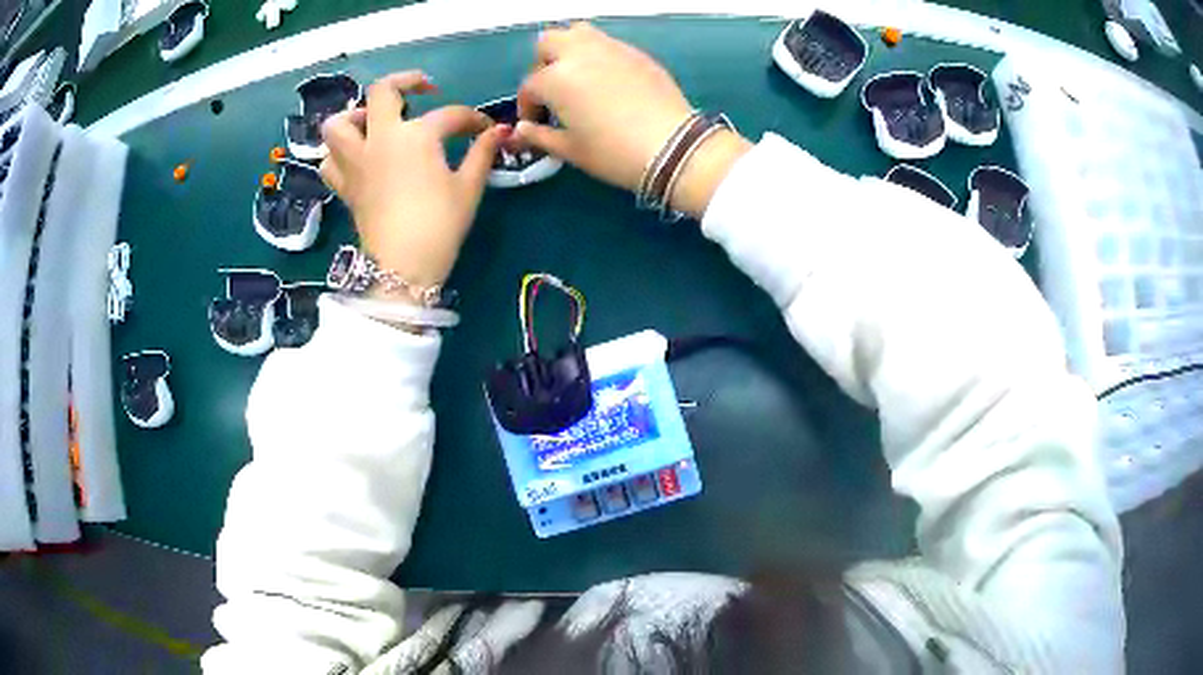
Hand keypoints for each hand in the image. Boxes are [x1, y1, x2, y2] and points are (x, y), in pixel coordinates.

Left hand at [320, 71, 507, 291]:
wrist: (401, 268)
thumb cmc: (439, 225)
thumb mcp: (468, 187)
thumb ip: (483, 153)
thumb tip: (500, 131)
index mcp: (416, 136)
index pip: (449, 115)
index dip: (472, 119)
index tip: (485, 129)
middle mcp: (380, 139)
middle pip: (381, 91)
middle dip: (405, 81)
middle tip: (422, 90)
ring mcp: (356, 161)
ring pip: (337, 124)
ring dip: (355, 116)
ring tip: (373, 123)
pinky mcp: (345, 186)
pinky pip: (329, 161)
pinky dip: (339, 154)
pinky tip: (356, 157)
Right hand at [515, 23, 749, 217]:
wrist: (672, 147)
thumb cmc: (613, 152)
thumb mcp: (570, 150)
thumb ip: (540, 136)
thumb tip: (522, 131)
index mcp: (555, 78)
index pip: (530, 86)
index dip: (528, 107)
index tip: (536, 123)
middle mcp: (578, 53)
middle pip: (548, 43)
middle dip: (543, 64)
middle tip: (553, 91)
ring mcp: (610, 48)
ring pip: (578, 32)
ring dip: (570, 49)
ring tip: (578, 76)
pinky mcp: (636, 52)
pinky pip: (607, 43)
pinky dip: (598, 55)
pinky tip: (608, 81)